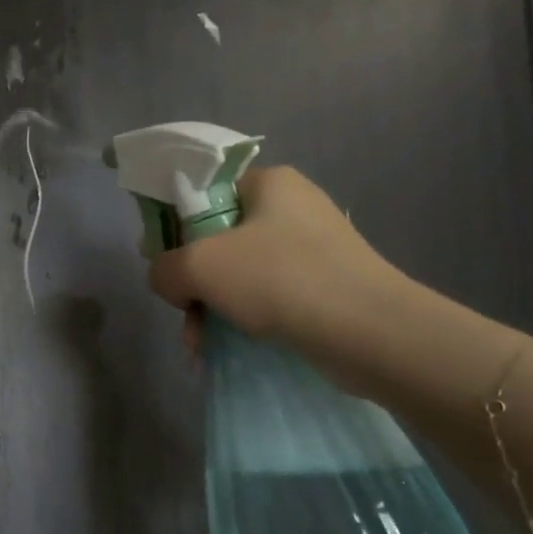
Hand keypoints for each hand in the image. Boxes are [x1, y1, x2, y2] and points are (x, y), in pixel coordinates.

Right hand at [147, 165, 411, 388]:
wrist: (369, 332)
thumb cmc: (279, 280)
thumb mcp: (198, 266)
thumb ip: (163, 268)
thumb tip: (169, 282)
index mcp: (268, 183)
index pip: (203, 194)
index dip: (174, 228)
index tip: (166, 264)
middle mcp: (292, 208)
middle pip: (216, 239)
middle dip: (191, 282)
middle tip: (184, 312)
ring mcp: (311, 248)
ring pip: (237, 274)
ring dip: (209, 308)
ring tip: (199, 345)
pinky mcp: (323, 285)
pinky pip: (265, 297)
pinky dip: (240, 321)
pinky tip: (221, 350)